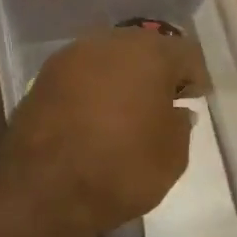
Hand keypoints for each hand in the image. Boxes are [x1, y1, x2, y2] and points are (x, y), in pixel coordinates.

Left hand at [0, 27, 205, 236]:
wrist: (43, 193)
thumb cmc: (121, 170)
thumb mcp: (173, 156)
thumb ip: (180, 125)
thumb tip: (175, 112)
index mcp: (148, 54)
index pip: (184, 53)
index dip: (194, 77)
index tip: (195, 100)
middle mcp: (108, 44)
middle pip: (143, 48)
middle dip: (156, 71)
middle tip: (163, 102)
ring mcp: (69, 59)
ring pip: (108, 59)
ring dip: (122, 79)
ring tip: (127, 111)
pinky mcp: (42, 80)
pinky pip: (81, 77)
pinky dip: (93, 91)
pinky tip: (96, 118)